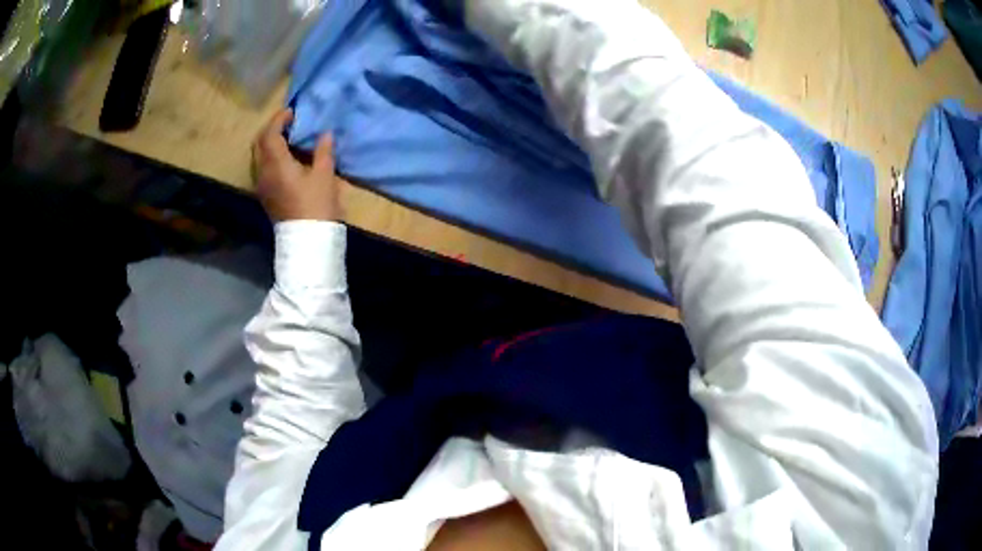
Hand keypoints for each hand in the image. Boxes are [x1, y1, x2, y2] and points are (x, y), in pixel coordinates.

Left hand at [252, 109, 342, 221]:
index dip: (279, 119)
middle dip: (271, 129)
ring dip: (269, 142)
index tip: (292, 112)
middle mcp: (263, 172)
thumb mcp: (324, 176)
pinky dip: (270, 156)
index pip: (270, 134)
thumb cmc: (317, 205)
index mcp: (276, 164)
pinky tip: (285, 157)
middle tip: (288, 123)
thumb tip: (325, 134)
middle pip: (259, 143)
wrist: (308, 241)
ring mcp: (262, 185)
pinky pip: (262, 167)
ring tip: (288, 138)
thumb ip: (323, 151)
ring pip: (258, 156)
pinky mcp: (265, 195)